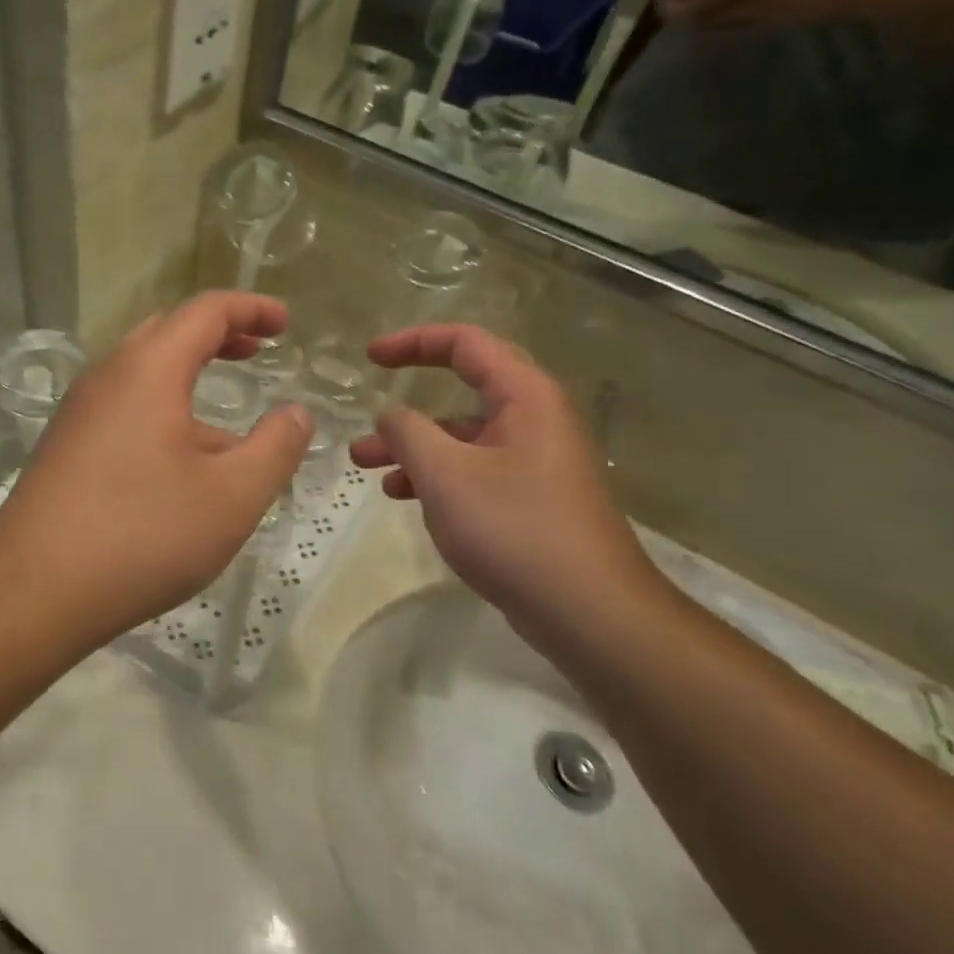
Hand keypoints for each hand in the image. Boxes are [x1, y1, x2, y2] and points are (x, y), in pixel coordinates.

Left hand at [0, 292, 312, 645]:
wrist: (34, 591)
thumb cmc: (143, 535)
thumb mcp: (232, 496)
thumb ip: (275, 448)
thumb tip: (297, 413)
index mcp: (148, 370)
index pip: (205, 311)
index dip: (251, 308)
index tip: (285, 324)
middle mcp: (107, 378)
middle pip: (166, 333)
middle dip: (217, 335)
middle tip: (256, 351)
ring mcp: (78, 414)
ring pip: (142, 376)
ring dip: (188, 381)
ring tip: (229, 427)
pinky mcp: (64, 449)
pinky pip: (122, 411)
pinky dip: (161, 413)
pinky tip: (180, 468)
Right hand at [348, 325, 664, 651]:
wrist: (590, 612)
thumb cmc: (515, 529)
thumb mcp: (445, 474)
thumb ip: (408, 432)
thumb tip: (390, 414)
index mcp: (525, 396)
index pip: (466, 343)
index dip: (413, 342)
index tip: (370, 358)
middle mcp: (534, 419)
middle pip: (463, 391)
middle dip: (407, 408)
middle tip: (364, 422)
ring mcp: (535, 461)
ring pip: (463, 438)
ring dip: (414, 448)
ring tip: (369, 470)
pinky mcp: (530, 497)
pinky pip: (474, 470)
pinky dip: (437, 477)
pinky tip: (406, 498)